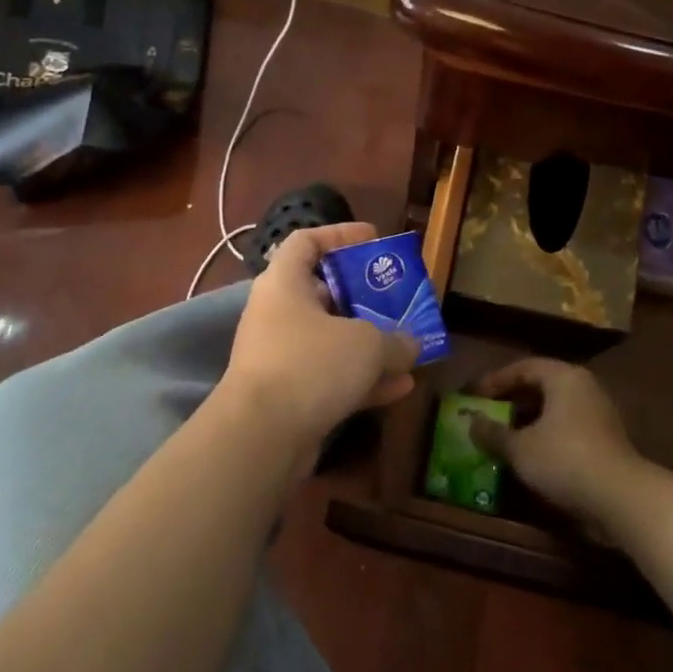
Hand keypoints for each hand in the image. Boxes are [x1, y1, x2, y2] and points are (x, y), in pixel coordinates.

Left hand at [221, 223, 417, 445]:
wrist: (260, 436)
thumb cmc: (311, 364)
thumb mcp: (367, 345)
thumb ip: (396, 339)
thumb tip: (412, 344)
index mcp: (284, 283)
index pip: (306, 241)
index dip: (339, 234)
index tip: (373, 239)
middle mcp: (277, 314)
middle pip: (323, 293)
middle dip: (363, 297)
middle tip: (398, 299)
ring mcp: (279, 356)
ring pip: (330, 340)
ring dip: (369, 345)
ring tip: (409, 349)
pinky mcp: (287, 395)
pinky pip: (329, 378)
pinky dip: (361, 380)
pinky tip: (400, 389)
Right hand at [470, 358, 641, 531]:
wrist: (621, 498)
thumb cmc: (564, 460)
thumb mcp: (519, 448)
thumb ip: (493, 433)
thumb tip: (470, 423)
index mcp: (564, 377)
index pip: (523, 367)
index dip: (495, 380)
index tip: (473, 396)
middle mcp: (584, 387)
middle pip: (541, 386)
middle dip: (511, 400)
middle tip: (486, 414)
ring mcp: (598, 413)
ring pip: (554, 409)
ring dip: (528, 420)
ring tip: (503, 436)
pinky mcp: (605, 439)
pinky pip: (566, 428)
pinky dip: (545, 435)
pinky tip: (529, 455)